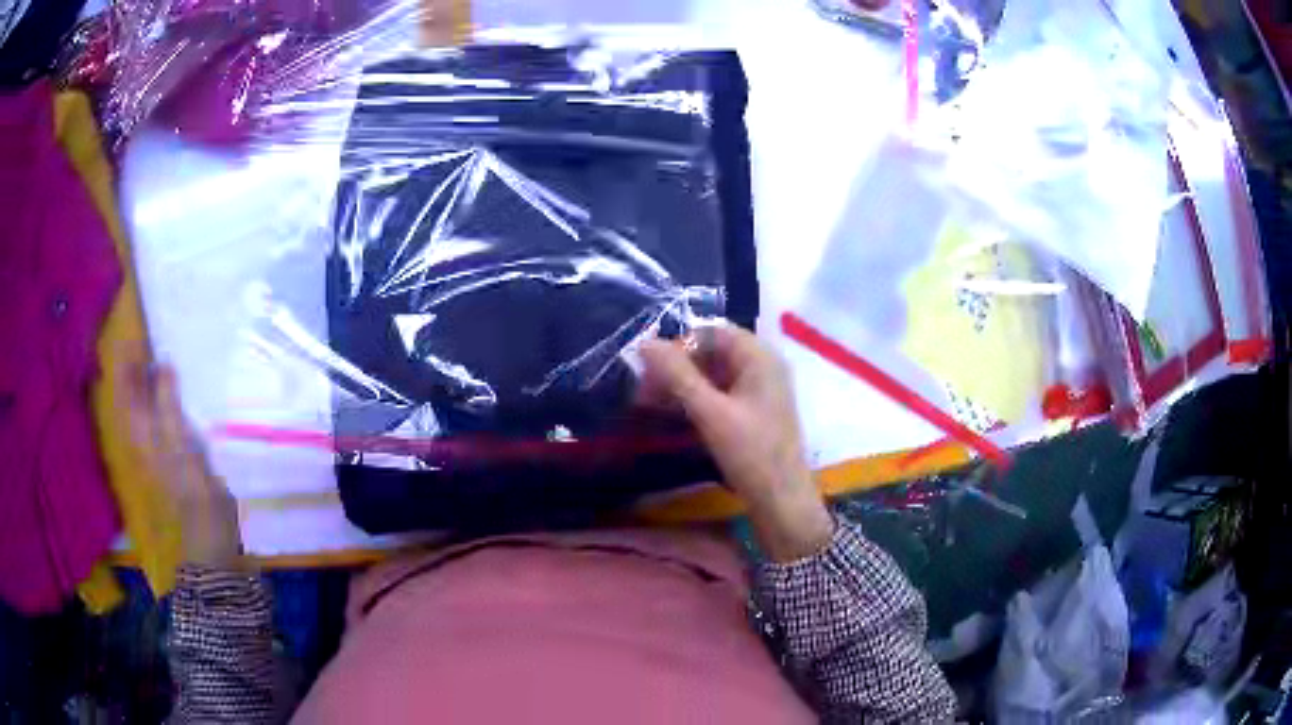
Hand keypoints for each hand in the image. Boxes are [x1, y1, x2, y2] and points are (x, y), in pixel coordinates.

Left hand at [117, 346, 243, 567]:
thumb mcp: (178, 442)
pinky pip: (159, 413)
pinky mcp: (171, 451)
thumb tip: (162, 363)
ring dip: (147, 379)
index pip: (125, 387)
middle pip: (131, 393)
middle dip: (134, 366)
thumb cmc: (190, 486)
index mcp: (140, 429)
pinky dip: (161, 396)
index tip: (136, 331)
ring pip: (144, 403)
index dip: (126, 359)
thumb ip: (167, 402)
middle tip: (146, 336)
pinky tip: (172, 388)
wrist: (206, 531)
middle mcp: (142, 432)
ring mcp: (156, 443)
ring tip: (157, 354)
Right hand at [640, 326, 833, 561]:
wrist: (782, 502)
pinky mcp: (756, 413)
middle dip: (677, 366)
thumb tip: (644, 343)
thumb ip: (677, 376)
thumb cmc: (751, 453)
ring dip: (683, 384)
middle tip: (644, 390)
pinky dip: (697, 399)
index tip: (649, 367)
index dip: (679, 344)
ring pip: (715, 374)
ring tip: (650, 403)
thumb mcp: (710, 412)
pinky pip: (722, 394)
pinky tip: (674, 415)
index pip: (713, 332)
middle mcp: (764, 366)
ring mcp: (761, 390)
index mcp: (760, 357)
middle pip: (713, 352)